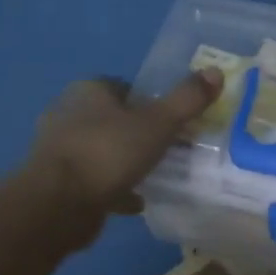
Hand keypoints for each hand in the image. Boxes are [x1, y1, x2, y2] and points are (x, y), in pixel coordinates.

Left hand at [22, 69, 221, 250]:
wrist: (59, 203)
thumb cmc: (109, 153)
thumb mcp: (158, 124)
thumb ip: (187, 100)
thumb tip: (217, 71)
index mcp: (90, 92)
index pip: (123, 87)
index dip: (148, 100)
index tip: (171, 119)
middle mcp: (69, 114)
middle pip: (112, 119)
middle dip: (137, 131)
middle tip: (168, 147)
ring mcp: (60, 150)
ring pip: (103, 150)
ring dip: (125, 160)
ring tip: (155, 174)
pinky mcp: (58, 182)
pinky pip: (95, 181)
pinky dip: (115, 188)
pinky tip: (137, 200)